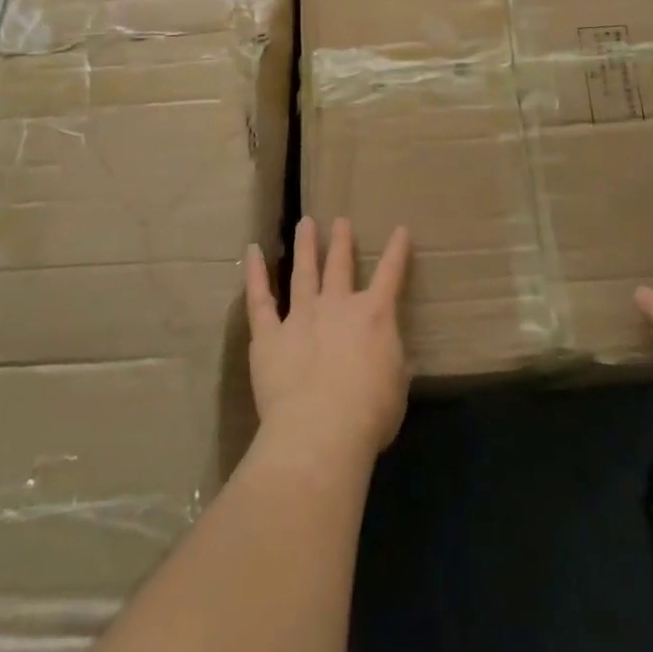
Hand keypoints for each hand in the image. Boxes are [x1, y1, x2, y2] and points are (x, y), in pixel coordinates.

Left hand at [244, 217, 411, 471]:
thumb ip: (391, 363)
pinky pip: (259, 299)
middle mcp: (337, 306)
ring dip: (305, 246)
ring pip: (303, 272)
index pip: (390, 275)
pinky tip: (252, 251)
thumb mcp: (396, 387)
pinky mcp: (269, 336)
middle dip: (342, 242)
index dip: (397, 251)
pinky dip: (254, 273)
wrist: (321, 431)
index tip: (400, 230)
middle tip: (341, 221)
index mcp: (374, 316)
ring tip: (305, 223)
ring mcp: (300, 316)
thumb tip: (389, 356)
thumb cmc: (369, 414)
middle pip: (340, 265)